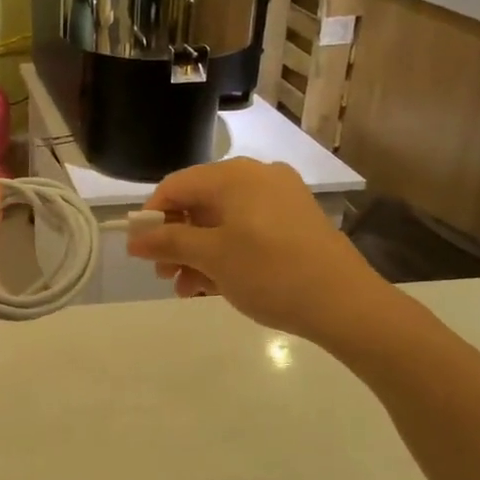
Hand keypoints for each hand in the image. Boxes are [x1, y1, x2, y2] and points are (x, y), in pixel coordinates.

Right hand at [126, 159, 392, 347]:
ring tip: (188, 289)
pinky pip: (247, 230)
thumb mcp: (211, 257)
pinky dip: (227, 253)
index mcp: (233, 175)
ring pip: (223, 220)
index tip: (141, 251)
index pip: (175, 186)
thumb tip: (133, 238)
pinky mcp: (296, 222)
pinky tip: (216, 285)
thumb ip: (168, 243)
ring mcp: (280, 198)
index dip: (152, 217)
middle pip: (199, 203)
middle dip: (176, 240)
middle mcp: (257, 177)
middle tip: (164, 274)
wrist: (347, 304)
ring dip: (199, 252)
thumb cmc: (269, 272)